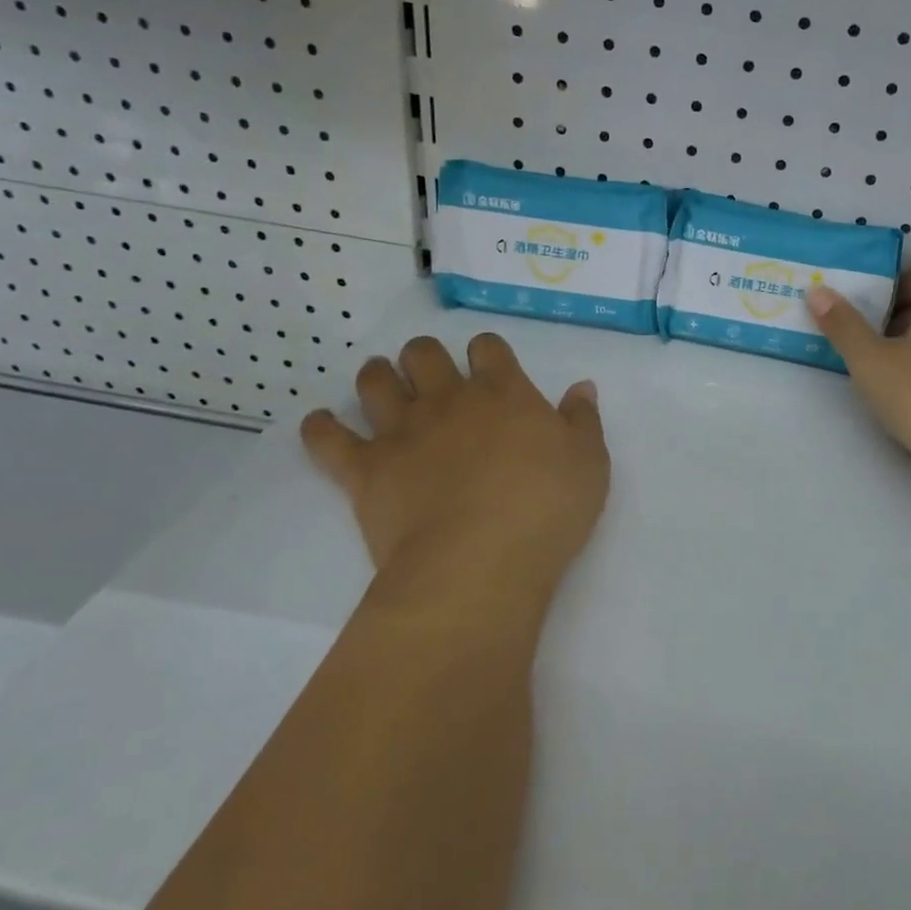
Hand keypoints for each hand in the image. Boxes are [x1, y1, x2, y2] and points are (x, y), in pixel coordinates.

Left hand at [301, 334, 609, 628]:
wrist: (480, 562)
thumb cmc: (546, 509)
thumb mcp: (590, 463)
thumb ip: (583, 419)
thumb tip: (581, 386)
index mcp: (503, 393)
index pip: (488, 347)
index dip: (487, 350)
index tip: (489, 365)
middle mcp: (448, 400)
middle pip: (424, 353)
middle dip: (424, 355)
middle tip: (429, 373)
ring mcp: (402, 432)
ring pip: (375, 382)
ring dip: (376, 376)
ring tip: (380, 382)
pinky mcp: (365, 470)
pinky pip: (328, 439)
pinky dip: (321, 428)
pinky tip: (320, 424)